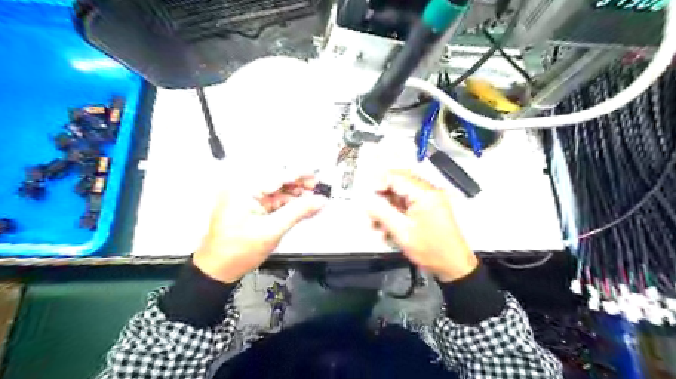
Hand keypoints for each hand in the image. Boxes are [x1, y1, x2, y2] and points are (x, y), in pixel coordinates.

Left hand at [193, 176, 327, 282]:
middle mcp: (244, 189)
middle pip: (277, 181)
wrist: (218, 270)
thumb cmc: (238, 251)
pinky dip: (287, 204)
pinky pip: (273, 201)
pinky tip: (301, 207)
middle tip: (316, 188)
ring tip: (312, 199)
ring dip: (294, 195)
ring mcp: (247, 199)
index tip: (315, 175)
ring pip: (277, 191)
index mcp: (244, 190)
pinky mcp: (250, 208)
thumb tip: (319, 201)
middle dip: (298, 184)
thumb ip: (298, 212)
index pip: (277, 176)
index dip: (299, 174)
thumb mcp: (272, 230)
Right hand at [367, 170, 477, 281]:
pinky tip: (389, 227)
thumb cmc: (430, 250)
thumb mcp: (401, 232)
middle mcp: (429, 191)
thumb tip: (368, 203)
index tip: (368, 195)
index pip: (397, 177)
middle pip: (399, 182)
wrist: (454, 266)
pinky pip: (408, 203)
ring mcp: (430, 199)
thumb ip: (382, 214)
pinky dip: (397, 211)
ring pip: (402, 193)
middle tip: (372, 207)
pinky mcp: (429, 208)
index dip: (379, 183)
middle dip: (383, 194)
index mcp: (424, 193)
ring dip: (388, 205)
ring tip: (378, 223)